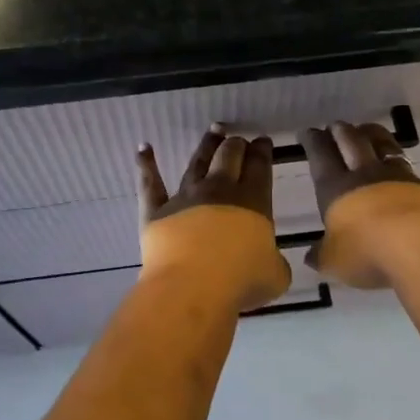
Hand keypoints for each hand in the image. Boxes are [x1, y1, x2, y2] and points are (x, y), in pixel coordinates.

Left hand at [137, 127, 291, 310]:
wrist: (193, 287)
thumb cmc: (241, 281)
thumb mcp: (275, 275)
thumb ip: (273, 261)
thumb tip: (269, 261)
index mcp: (253, 201)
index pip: (259, 167)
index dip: (262, 151)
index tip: (262, 141)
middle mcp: (219, 191)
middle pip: (229, 157)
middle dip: (236, 145)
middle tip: (238, 140)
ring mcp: (185, 197)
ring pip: (197, 162)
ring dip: (207, 145)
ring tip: (214, 131)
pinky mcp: (156, 210)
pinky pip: (150, 184)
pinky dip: (146, 164)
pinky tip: (143, 148)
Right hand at [299, 121, 419, 287]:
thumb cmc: (367, 252)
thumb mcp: (334, 261)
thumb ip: (323, 255)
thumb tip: (312, 256)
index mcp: (337, 188)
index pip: (321, 156)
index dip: (313, 142)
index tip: (308, 131)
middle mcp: (369, 176)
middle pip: (354, 143)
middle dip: (343, 131)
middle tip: (337, 125)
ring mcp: (404, 180)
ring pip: (388, 149)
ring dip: (378, 138)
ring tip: (371, 132)